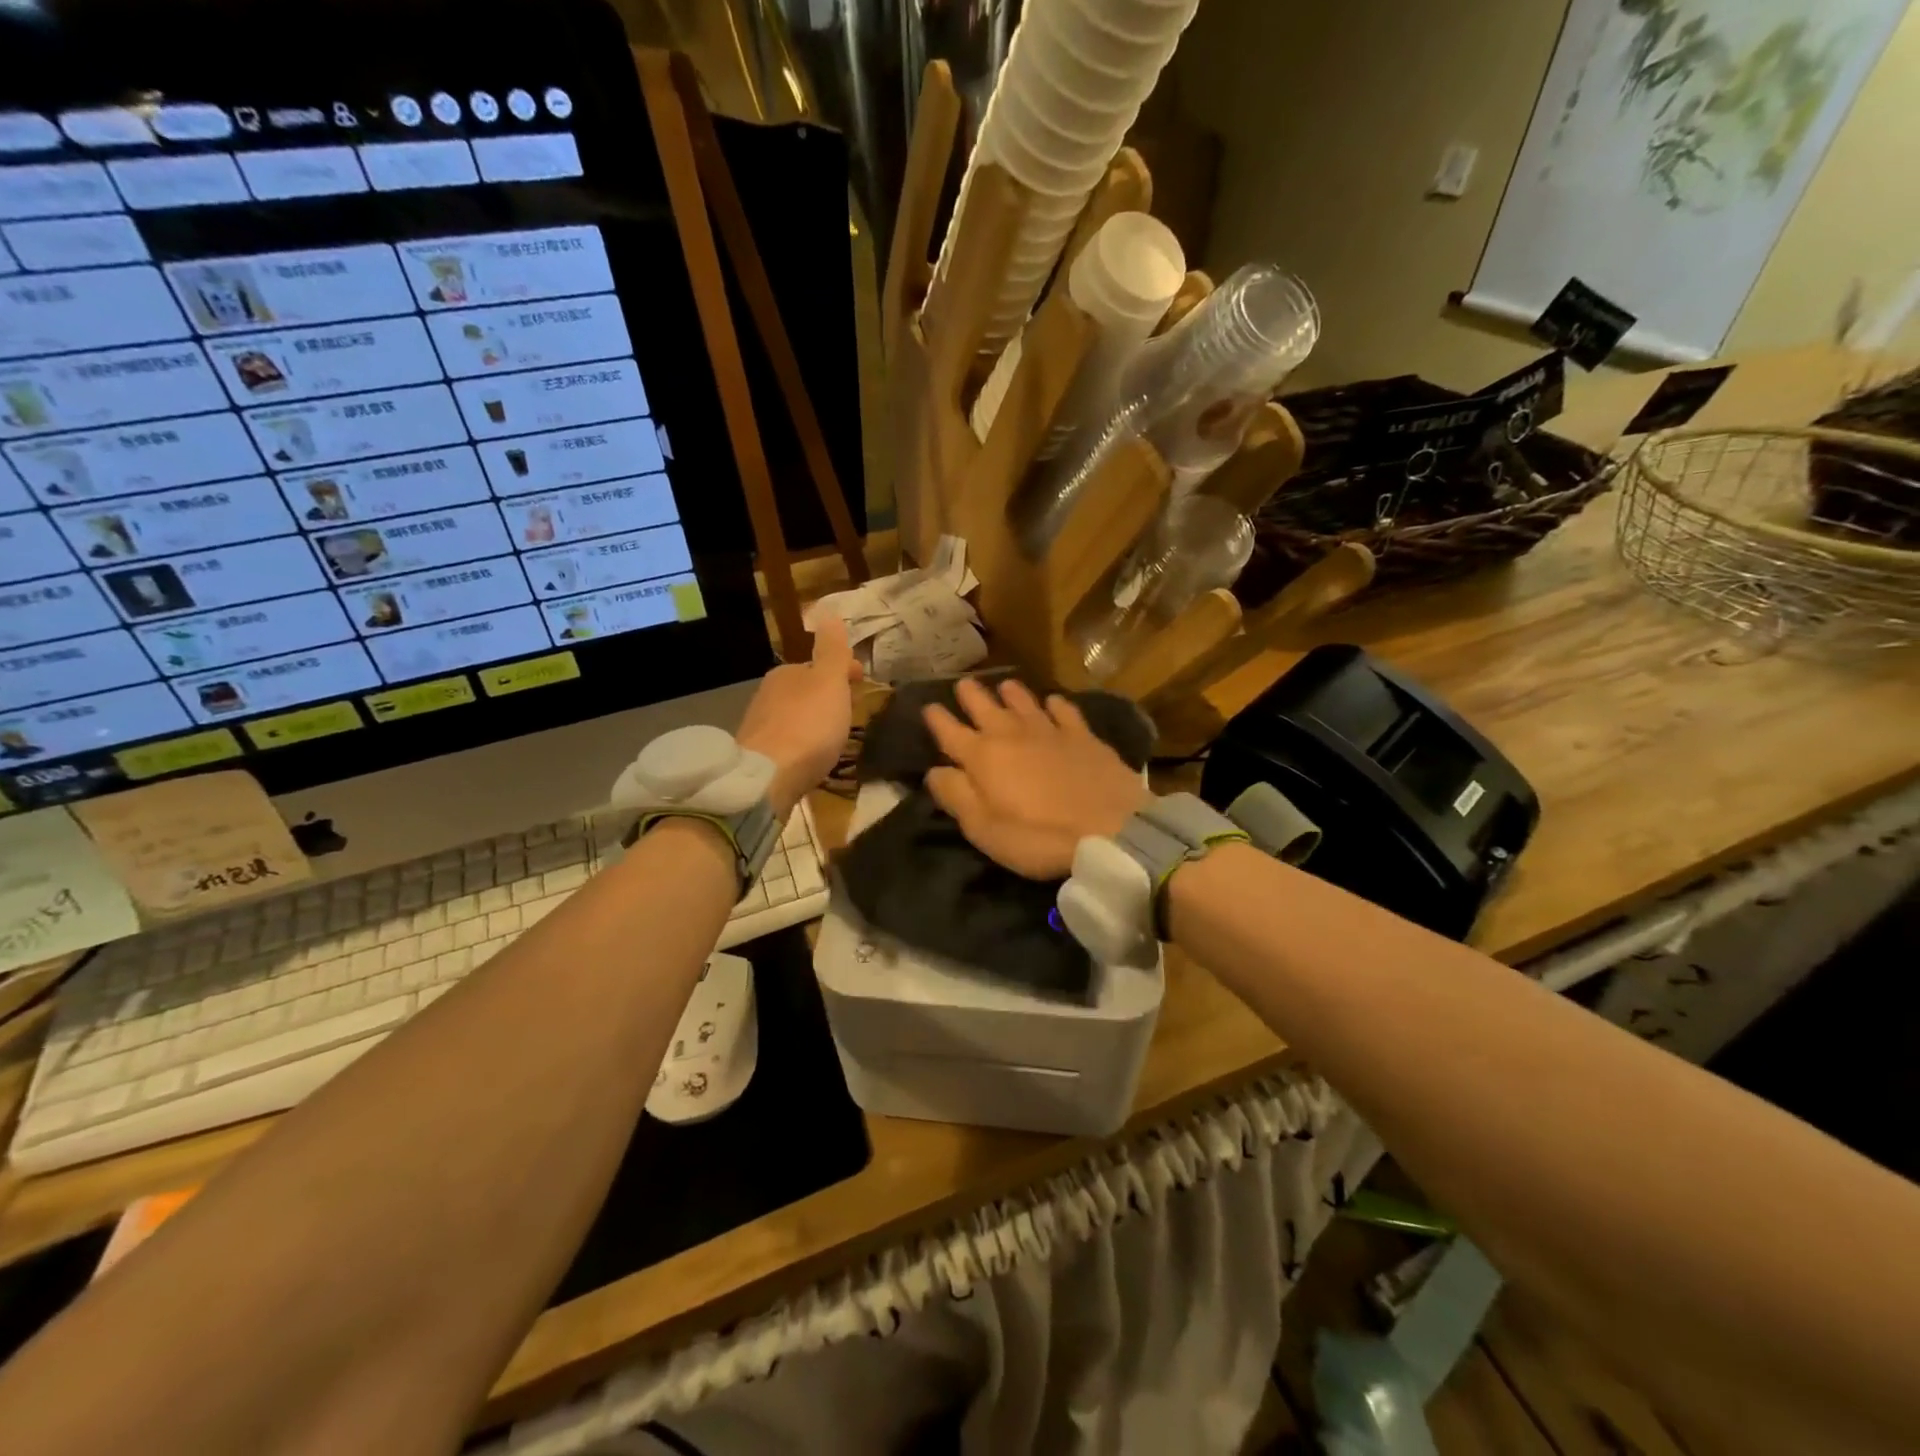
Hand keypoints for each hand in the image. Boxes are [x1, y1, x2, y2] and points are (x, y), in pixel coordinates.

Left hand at [737, 616, 861, 816]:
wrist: (768, 777)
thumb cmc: (808, 725)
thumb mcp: (829, 682)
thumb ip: (832, 650)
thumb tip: (828, 611)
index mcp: (786, 673)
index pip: (818, 665)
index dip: (843, 670)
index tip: (862, 680)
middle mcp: (768, 695)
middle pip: (804, 690)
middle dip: (826, 695)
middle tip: (849, 708)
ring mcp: (760, 726)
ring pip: (794, 715)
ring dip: (813, 719)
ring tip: (833, 734)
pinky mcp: (758, 756)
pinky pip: (786, 741)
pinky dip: (801, 742)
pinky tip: (810, 755)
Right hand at [924, 678, 1147, 878]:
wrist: (1111, 828)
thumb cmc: (1038, 836)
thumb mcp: (984, 829)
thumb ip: (955, 796)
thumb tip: (934, 771)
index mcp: (982, 757)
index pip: (950, 731)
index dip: (936, 718)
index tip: (928, 707)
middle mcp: (1011, 734)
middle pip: (984, 706)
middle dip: (970, 695)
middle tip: (963, 683)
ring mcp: (1050, 731)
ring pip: (1024, 702)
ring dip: (1010, 692)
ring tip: (1004, 685)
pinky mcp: (1084, 736)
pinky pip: (1064, 711)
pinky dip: (1055, 704)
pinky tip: (1053, 702)